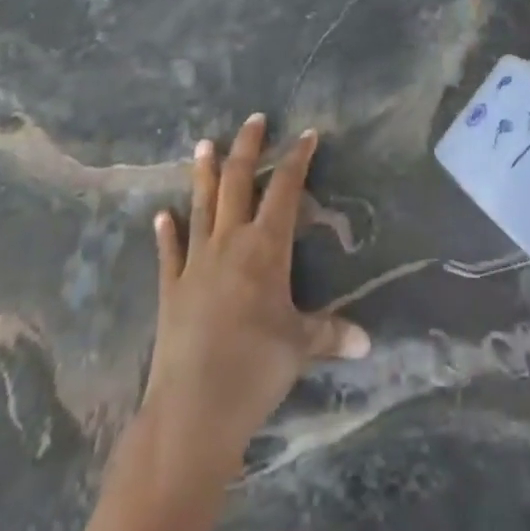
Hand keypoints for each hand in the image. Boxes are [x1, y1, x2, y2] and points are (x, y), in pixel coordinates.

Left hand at [141, 116, 369, 482]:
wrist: (192, 410)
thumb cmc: (255, 369)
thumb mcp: (301, 348)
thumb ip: (332, 334)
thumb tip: (368, 342)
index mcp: (266, 247)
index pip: (285, 189)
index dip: (297, 158)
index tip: (307, 134)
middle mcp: (230, 242)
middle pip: (238, 182)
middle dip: (248, 148)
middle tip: (254, 119)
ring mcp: (195, 263)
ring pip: (201, 205)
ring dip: (202, 173)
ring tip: (203, 144)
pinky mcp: (170, 289)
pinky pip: (169, 252)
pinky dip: (165, 232)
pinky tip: (161, 215)